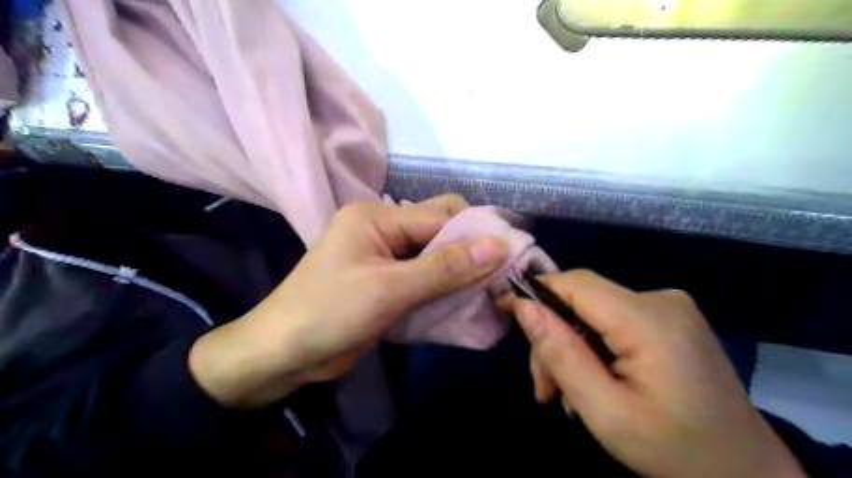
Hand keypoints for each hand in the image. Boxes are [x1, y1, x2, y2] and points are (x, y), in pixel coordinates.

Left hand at [188, 197, 504, 407]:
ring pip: (435, 256)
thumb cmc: (328, 313)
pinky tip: (465, 303)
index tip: (511, 257)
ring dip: (460, 273)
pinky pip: (425, 277)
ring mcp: (385, 257)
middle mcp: (384, 229)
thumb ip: (444, 268)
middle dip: (470, 252)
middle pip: (439, 231)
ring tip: (490, 292)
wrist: (283, 355)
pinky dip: (445, 289)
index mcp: (377, 217)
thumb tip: (498, 245)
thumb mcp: (389, 289)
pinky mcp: (387, 282)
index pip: (440, 216)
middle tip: (500, 277)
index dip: (476, 235)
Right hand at [512, 269, 805, 477]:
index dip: (536, 292)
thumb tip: (523, 306)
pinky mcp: (668, 318)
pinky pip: (612, 320)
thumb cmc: (676, 451)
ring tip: (564, 394)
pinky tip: (592, 380)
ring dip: (571, 346)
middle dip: (554, 338)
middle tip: (544, 389)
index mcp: (649, 319)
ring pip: (592, 311)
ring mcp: (668, 307)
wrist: (748, 475)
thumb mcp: (605, 412)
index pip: (575, 283)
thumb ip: (561, 355)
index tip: (506, 314)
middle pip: (581, 300)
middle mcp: (660, 299)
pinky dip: (592, 345)